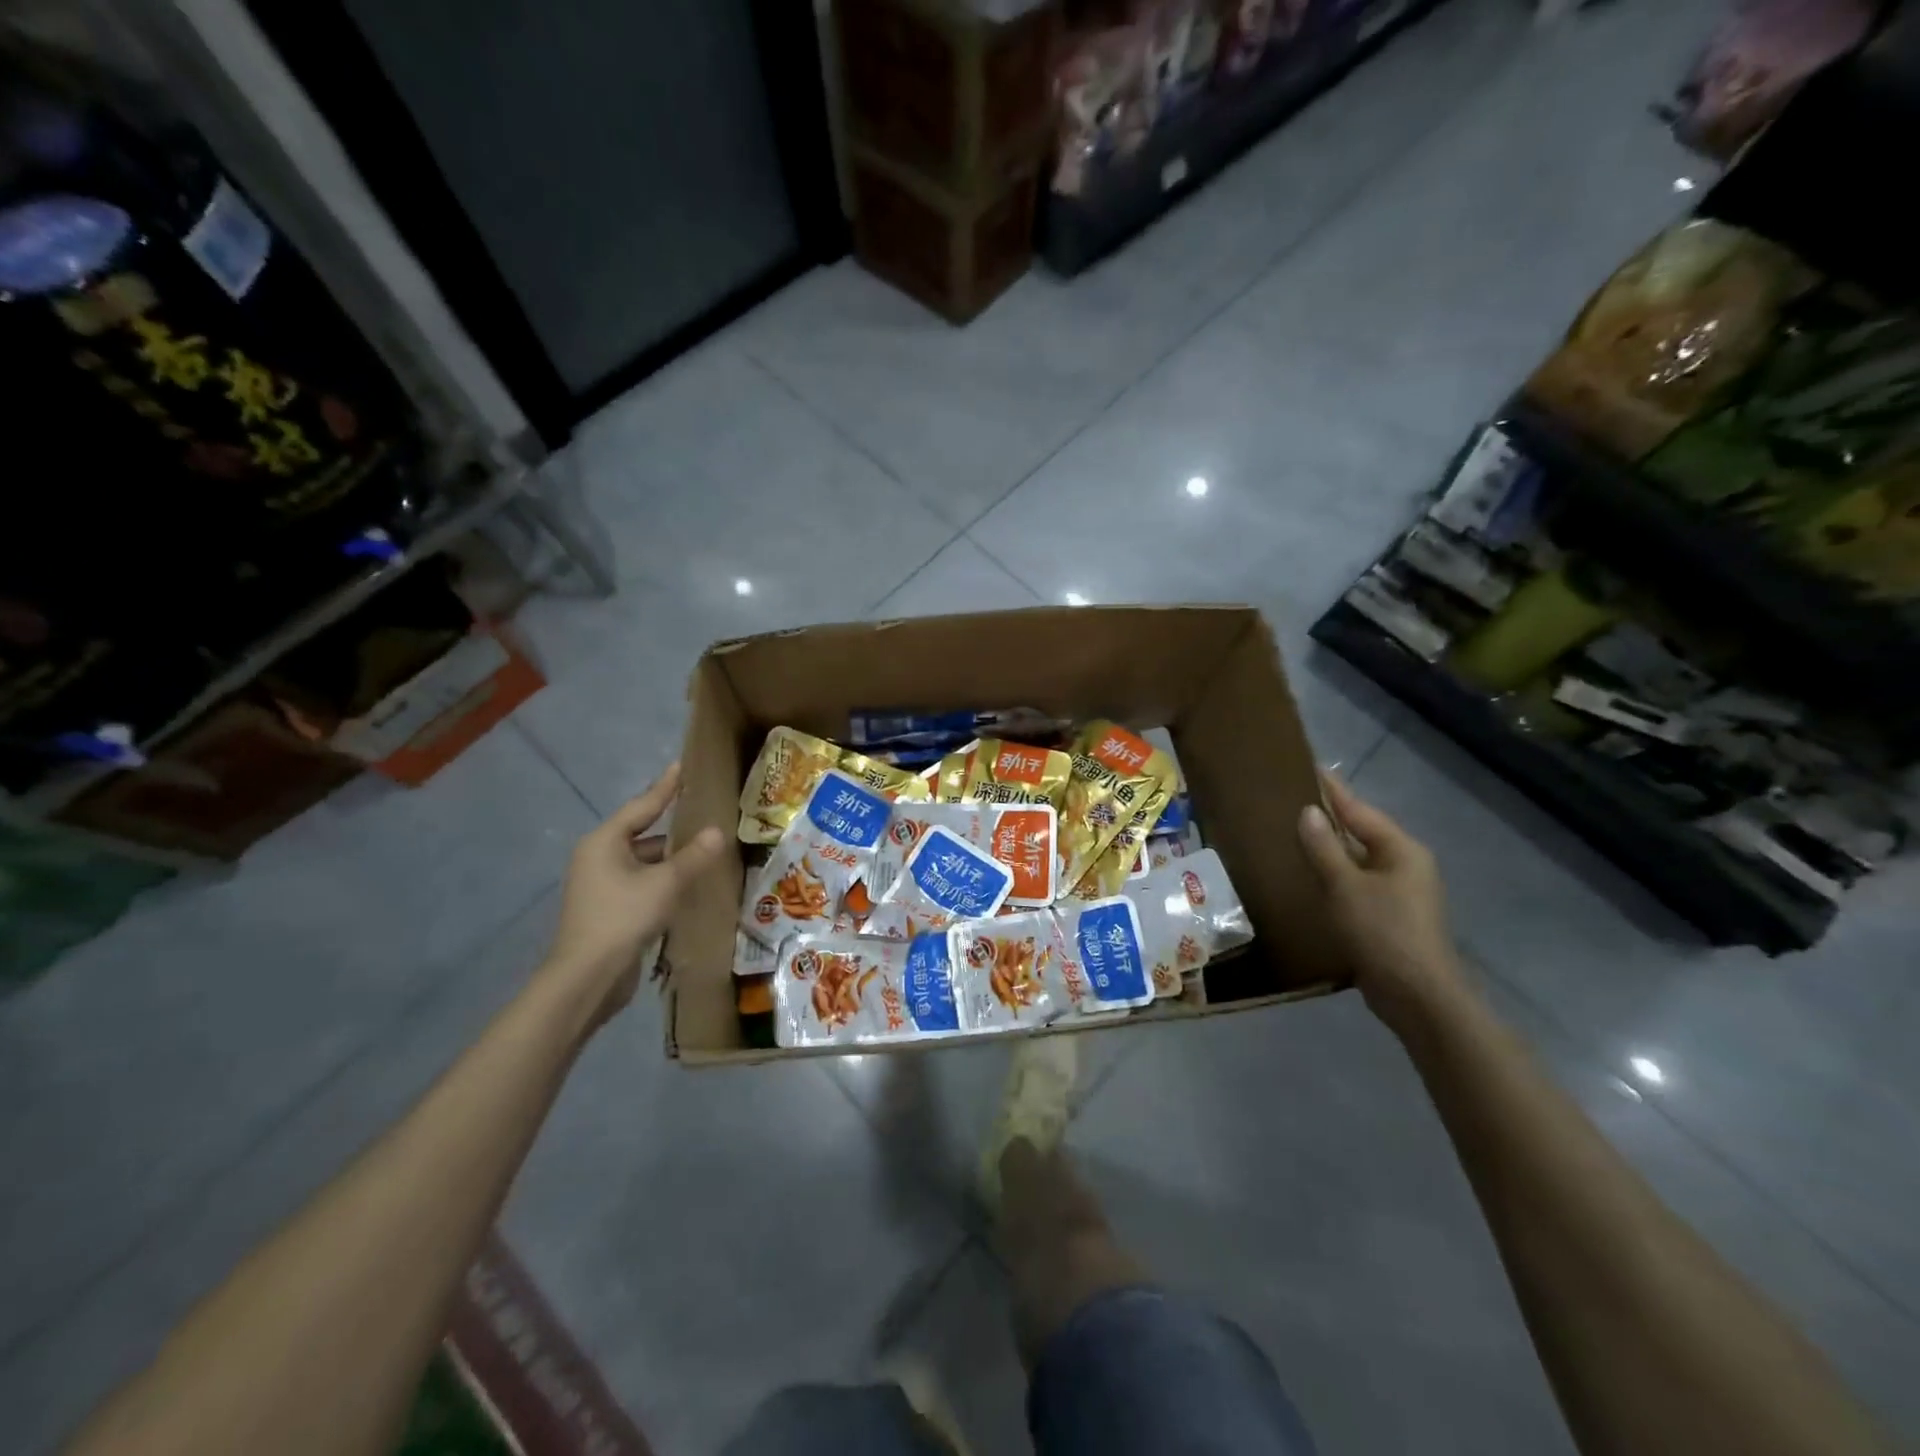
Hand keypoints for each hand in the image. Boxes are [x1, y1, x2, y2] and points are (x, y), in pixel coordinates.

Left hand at [542, 763, 725, 1026]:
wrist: (586, 977)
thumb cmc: (622, 917)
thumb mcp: (665, 883)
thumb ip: (693, 856)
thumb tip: (717, 831)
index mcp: (605, 842)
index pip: (642, 805)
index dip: (666, 787)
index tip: (682, 766)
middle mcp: (598, 857)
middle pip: (642, 833)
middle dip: (673, 828)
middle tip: (705, 814)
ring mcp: (601, 885)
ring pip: (643, 862)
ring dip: (671, 859)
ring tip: (705, 851)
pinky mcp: (608, 909)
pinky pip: (641, 883)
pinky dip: (663, 880)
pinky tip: (688, 885)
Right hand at [1297, 774, 1467, 1036]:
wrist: (1418, 997)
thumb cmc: (1383, 932)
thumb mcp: (1346, 886)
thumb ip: (1325, 847)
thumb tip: (1308, 812)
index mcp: (1401, 849)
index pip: (1358, 809)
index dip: (1332, 789)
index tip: (1308, 767)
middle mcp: (1405, 865)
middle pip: (1360, 832)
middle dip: (1327, 818)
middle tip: (1289, 800)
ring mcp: (1399, 893)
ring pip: (1357, 860)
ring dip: (1328, 849)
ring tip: (1291, 834)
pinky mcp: (1389, 917)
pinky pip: (1356, 884)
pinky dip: (1333, 875)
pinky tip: (1308, 876)